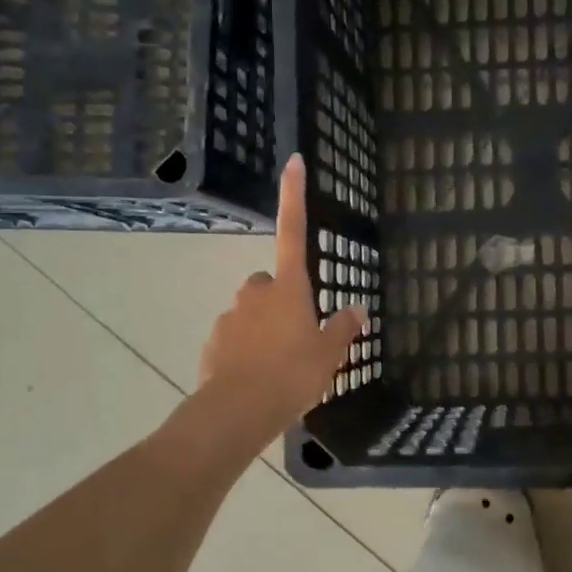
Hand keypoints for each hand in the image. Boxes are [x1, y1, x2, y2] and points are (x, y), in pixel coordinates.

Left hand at [198, 154, 366, 441]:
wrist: (238, 411)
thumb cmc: (292, 375)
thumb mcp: (329, 354)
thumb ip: (343, 328)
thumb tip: (357, 309)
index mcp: (288, 288)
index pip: (293, 231)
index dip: (294, 195)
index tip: (293, 160)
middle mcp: (255, 292)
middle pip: (271, 283)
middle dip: (281, 299)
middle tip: (299, 333)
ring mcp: (230, 317)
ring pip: (252, 313)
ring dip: (264, 328)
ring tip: (280, 364)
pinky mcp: (213, 342)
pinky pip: (235, 338)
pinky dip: (246, 350)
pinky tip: (258, 377)